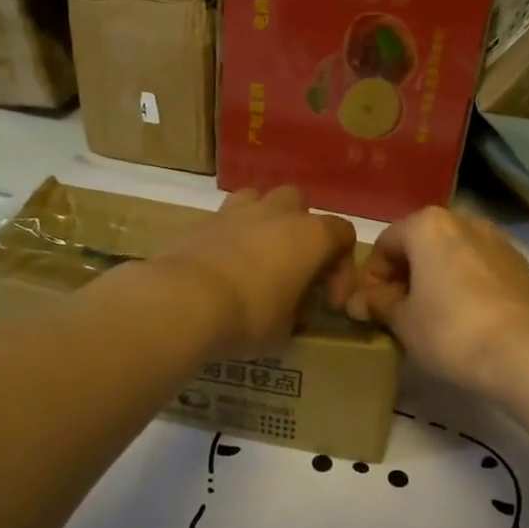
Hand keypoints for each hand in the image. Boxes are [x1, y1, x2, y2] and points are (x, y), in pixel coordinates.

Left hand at [152, 187, 357, 356]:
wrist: (185, 300)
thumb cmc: (249, 314)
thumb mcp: (285, 328)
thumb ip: (297, 311)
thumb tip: (293, 308)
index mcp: (311, 235)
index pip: (343, 234)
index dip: (342, 268)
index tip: (329, 302)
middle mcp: (278, 213)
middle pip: (300, 204)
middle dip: (301, 231)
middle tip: (294, 267)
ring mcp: (238, 211)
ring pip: (260, 200)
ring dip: (264, 222)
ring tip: (257, 255)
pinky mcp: (203, 220)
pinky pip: (226, 219)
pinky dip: (230, 236)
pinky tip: (223, 265)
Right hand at [346, 207, 528, 396]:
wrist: (522, 352)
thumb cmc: (449, 330)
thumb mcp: (402, 321)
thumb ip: (378, 304)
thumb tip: (359, 301)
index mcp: (429, 226)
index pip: (386, 243)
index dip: (372, 276)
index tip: (372, 307)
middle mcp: (466, 222)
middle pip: (423, 244)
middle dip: (408, 274)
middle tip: (400, 311)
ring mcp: (501, 242)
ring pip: (457, 255)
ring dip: (441, 277)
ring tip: (436, 316)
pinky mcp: (525, 267)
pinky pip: (486, 270)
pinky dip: (471, 286)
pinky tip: (471, 319)